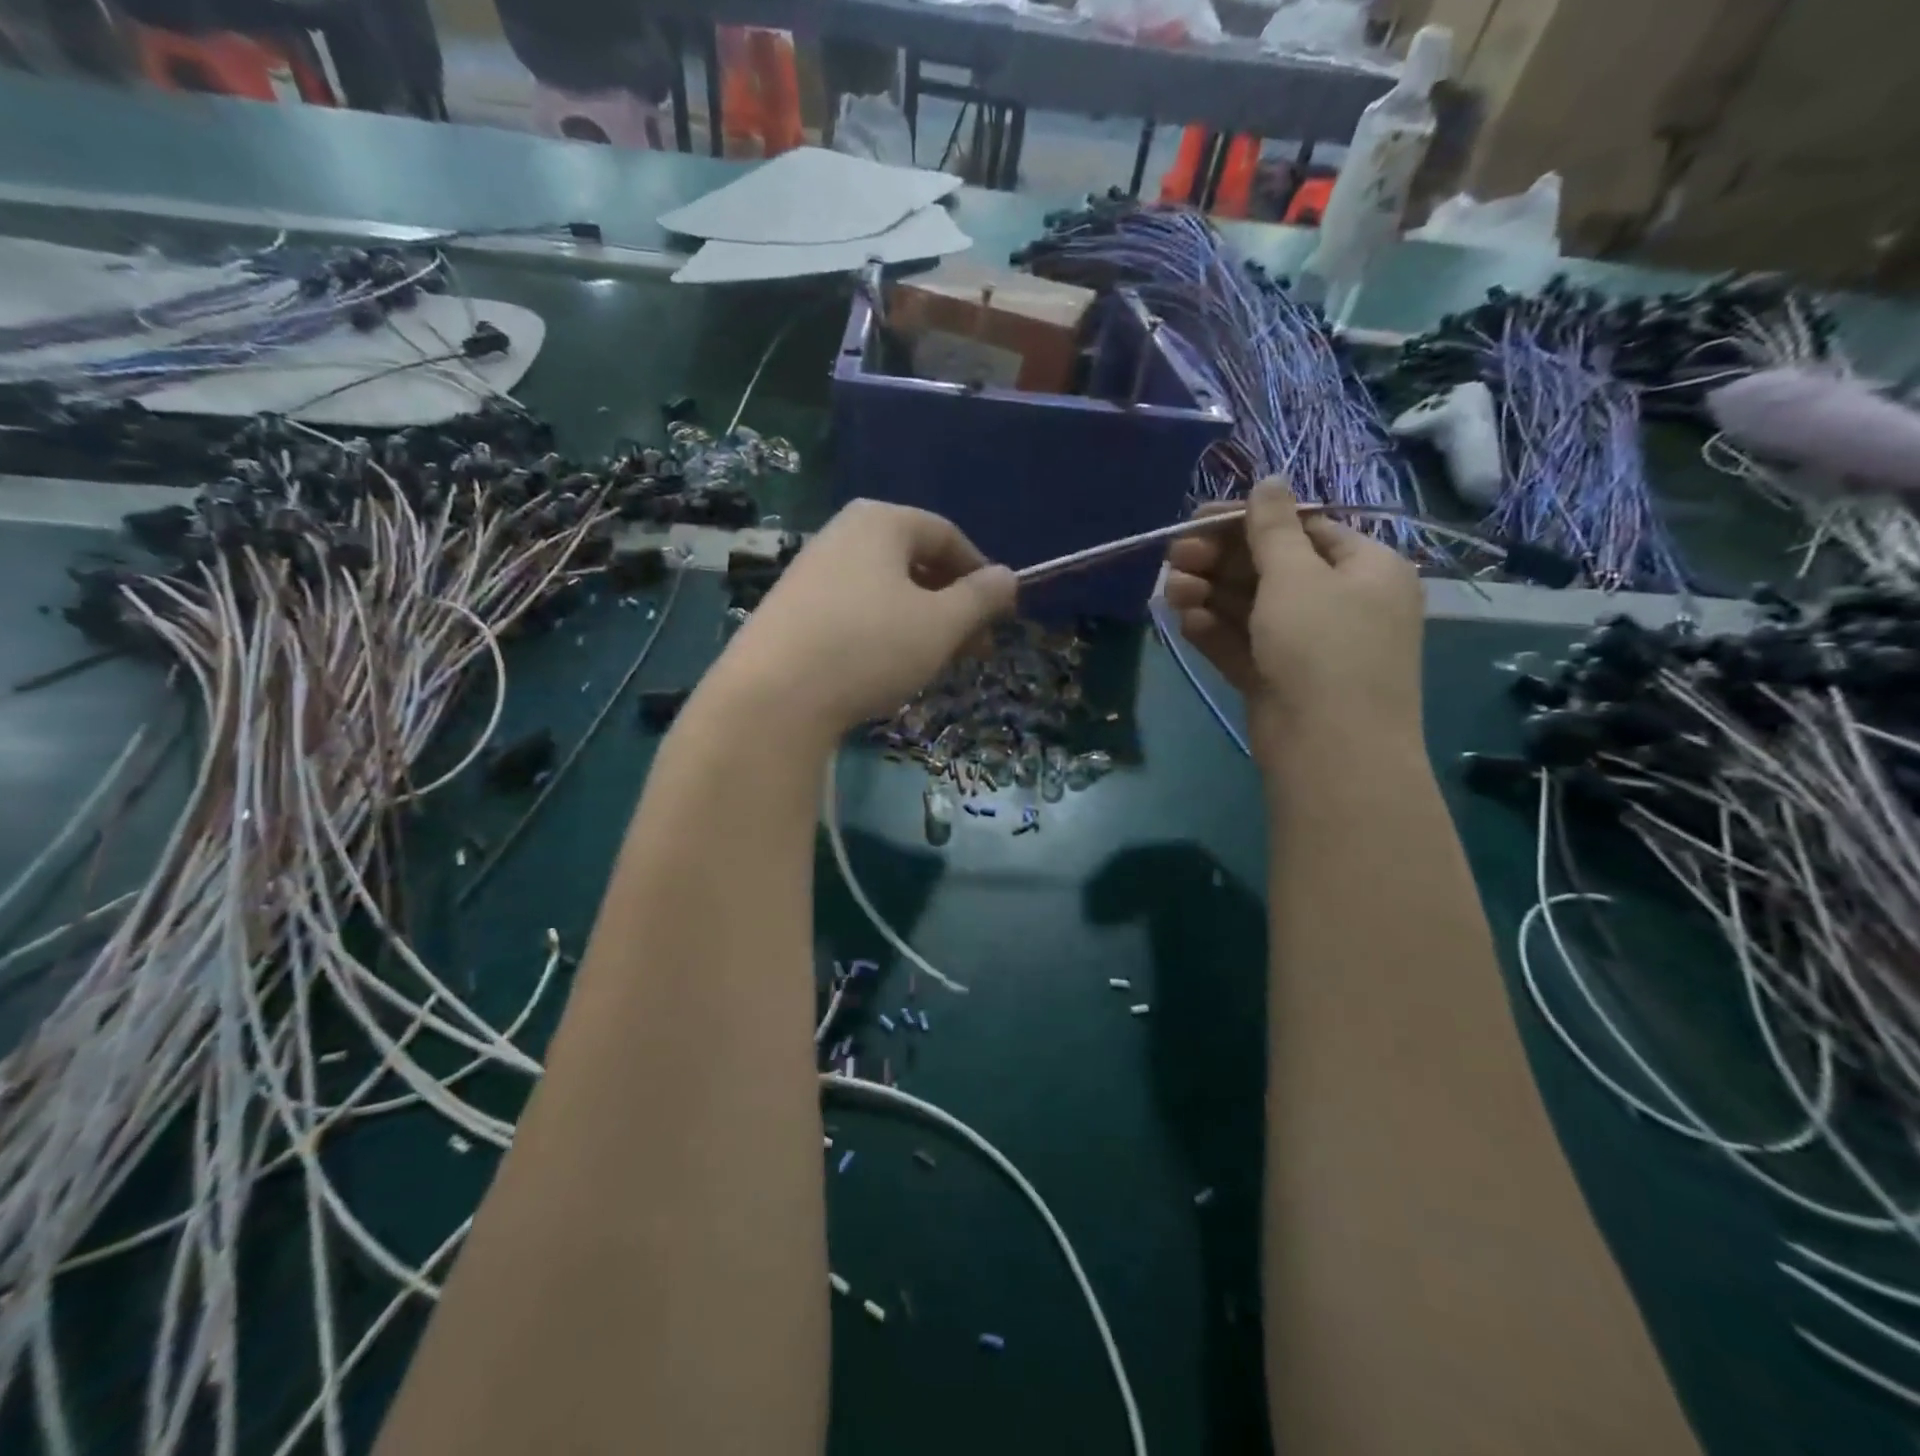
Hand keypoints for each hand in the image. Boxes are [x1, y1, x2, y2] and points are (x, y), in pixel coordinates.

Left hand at [711, 500, 1016, 741]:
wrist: (773, 697)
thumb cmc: (869, 647)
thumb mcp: (941, 624)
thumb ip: (981, 598)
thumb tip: (1008, 577)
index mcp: (880, 522)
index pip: (947, 536)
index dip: (981, 575)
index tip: (1001, 616)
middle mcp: (842, 534)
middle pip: (915, 562)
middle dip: (952, 605)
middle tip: (975, 649)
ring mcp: (811, 571)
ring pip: (885, 591)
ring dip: (921, 623)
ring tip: (936, 663)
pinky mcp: (791, 610)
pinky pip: (855, 611)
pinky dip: (884, 632)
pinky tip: (888, 668)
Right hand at [1164, 478, 1423, 758]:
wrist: (1330, 750)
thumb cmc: (1323, 647)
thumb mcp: (1296, 576)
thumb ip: (1272, 528)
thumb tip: (1269, 478)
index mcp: (1365, 568)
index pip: (1303, 530)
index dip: (1248, 522)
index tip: (1198, 520)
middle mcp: (1341, 603)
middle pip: (1271, 569)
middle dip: (1219, 561)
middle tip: (1175, 557)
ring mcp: (1308, 646)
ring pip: (1252, 609)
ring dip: (1210, 595)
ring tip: (1171, 591)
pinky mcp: (1279, 680)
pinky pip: (1245, 645)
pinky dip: (1216, 632)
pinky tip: (1186, 622)